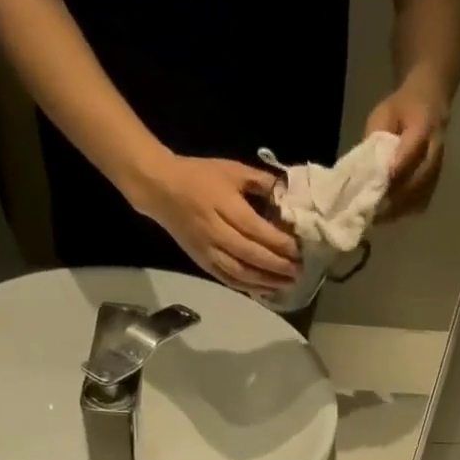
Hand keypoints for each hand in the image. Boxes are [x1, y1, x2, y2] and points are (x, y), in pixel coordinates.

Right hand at [137, 154, 300, 291]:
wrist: (160, 188)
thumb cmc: (199, 176)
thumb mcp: (232, 170)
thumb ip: (261, 182)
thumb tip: (289, 195)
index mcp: (224, 205)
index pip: (255, 230)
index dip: (278, 243)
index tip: (298, 250)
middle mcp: (215, 231)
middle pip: (251, 254)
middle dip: (277, 266)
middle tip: (298, 271)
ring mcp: (208, 250)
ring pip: (240, 272)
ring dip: (266, 281)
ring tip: (287, 283)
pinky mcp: (202, 262)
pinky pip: (228, 280)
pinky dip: (248, 287)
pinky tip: (265, 289)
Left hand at [366, 83, 448, 218]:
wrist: (429, 104)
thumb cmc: (401, 109)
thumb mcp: (384, 114)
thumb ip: (377, 138)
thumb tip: (366, 168)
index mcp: (424, 123)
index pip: (413, 148)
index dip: (399, 166)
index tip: (381, 182)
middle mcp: (436, 148)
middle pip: (420, 177)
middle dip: (397, 195)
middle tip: (375, 208)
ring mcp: (439, 167)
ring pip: (422, 193)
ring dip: (401, 207)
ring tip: (379, 216)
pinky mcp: (436, 180)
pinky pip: (423, 200)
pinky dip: (407, 210)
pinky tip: (390, 214)